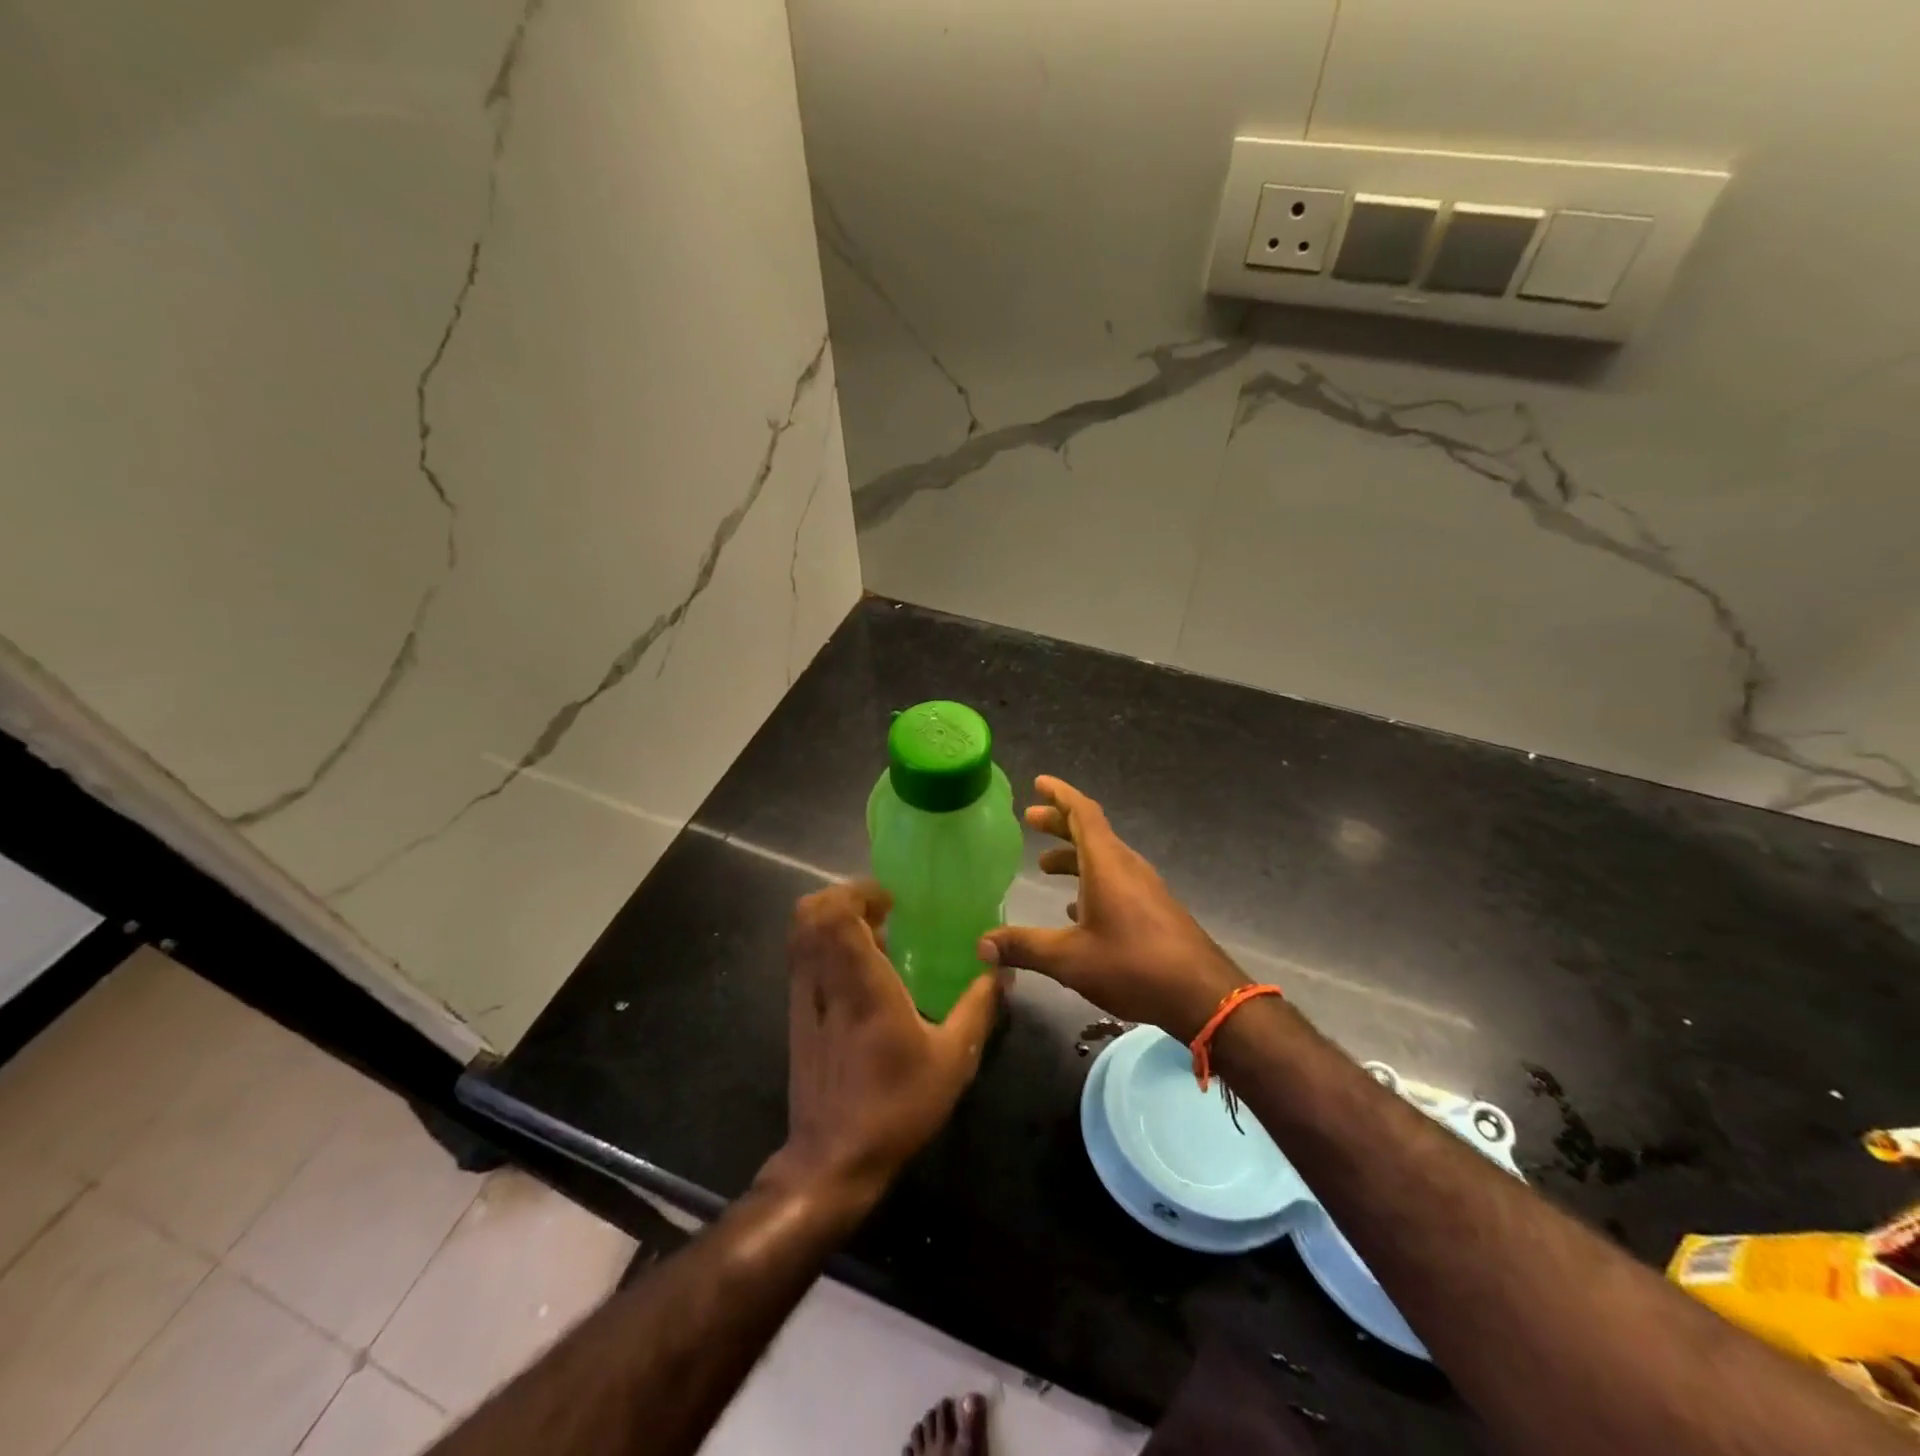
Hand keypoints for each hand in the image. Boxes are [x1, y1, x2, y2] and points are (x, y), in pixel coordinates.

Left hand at [764, 881, 1002, 1208]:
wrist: (833, 1159)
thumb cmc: (896, 1105)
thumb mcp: (952, 1060)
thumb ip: (978, 1009)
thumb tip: (1002, 973)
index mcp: (862, 983)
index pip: (837, 913)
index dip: (858, 892)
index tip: (891, 899)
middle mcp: (825, 981)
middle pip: (811, 913)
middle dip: (842, 898)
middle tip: (882, 910)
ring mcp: (803, 998)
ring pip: (801, 934)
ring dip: (832, 920)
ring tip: (873, 935)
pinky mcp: (795, 1017)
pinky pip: (802, 959)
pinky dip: (825, 945)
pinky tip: (858, 971)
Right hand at [978, 776, 1247, 1040]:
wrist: (1202, 994)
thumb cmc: (1133, 965)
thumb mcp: (1069, 958)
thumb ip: (1024, 947)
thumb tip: (981, 944)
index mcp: (1107, 863)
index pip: (1082, 812)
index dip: (1060, 795)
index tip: (1039, 782)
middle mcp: (1127, 866)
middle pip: (1091, 831)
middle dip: (1059, 823)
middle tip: (1030, 820)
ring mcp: (1144, 888)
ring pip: (1103, 857)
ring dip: (1074, 855)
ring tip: (1045, 865)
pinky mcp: (1153, 909)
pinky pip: (1116, 880)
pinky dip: (1091, 880)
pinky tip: (1076, 908)